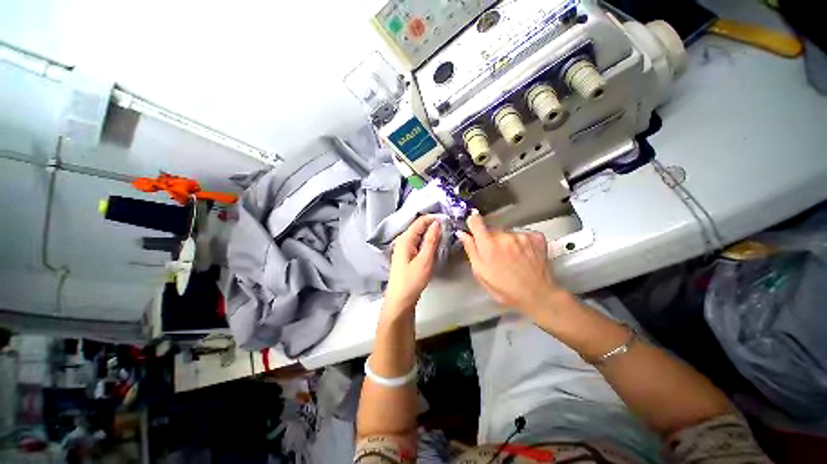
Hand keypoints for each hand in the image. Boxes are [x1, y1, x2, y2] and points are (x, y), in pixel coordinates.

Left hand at [384, 215, 441, 314]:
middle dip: (432, 224)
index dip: (433, 218)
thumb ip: (431, 240)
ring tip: (444, 233)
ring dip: (430, 232)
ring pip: (419, 234)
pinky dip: (427, 240)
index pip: (420, 221)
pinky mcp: (407, 254)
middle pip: (418, 226)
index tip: (448, 218)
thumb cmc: (412, 281)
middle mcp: (402, 240)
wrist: (400, 299)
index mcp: (405, 239)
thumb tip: (437, 223)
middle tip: (448, 225)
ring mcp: (404, 247)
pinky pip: (418, 241)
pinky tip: (434, 243)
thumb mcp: (425, 260)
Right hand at [457, 211, 561, 315]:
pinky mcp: (536, 237)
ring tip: (512, 258)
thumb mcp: (480, 273)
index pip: (476, 221)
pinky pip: (522, 234)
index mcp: (488, 246)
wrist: (537, 295)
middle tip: (496, 255)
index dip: (473, 222)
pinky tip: (523, 255)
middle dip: (491, 239)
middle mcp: (505, 236)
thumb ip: (471, 250)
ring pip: (507, 232)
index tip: (474, 227)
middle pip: (492, 229)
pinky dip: (521, 242)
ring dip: (506, 241)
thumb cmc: (504, 289)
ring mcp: (522, 235)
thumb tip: (462, 234)